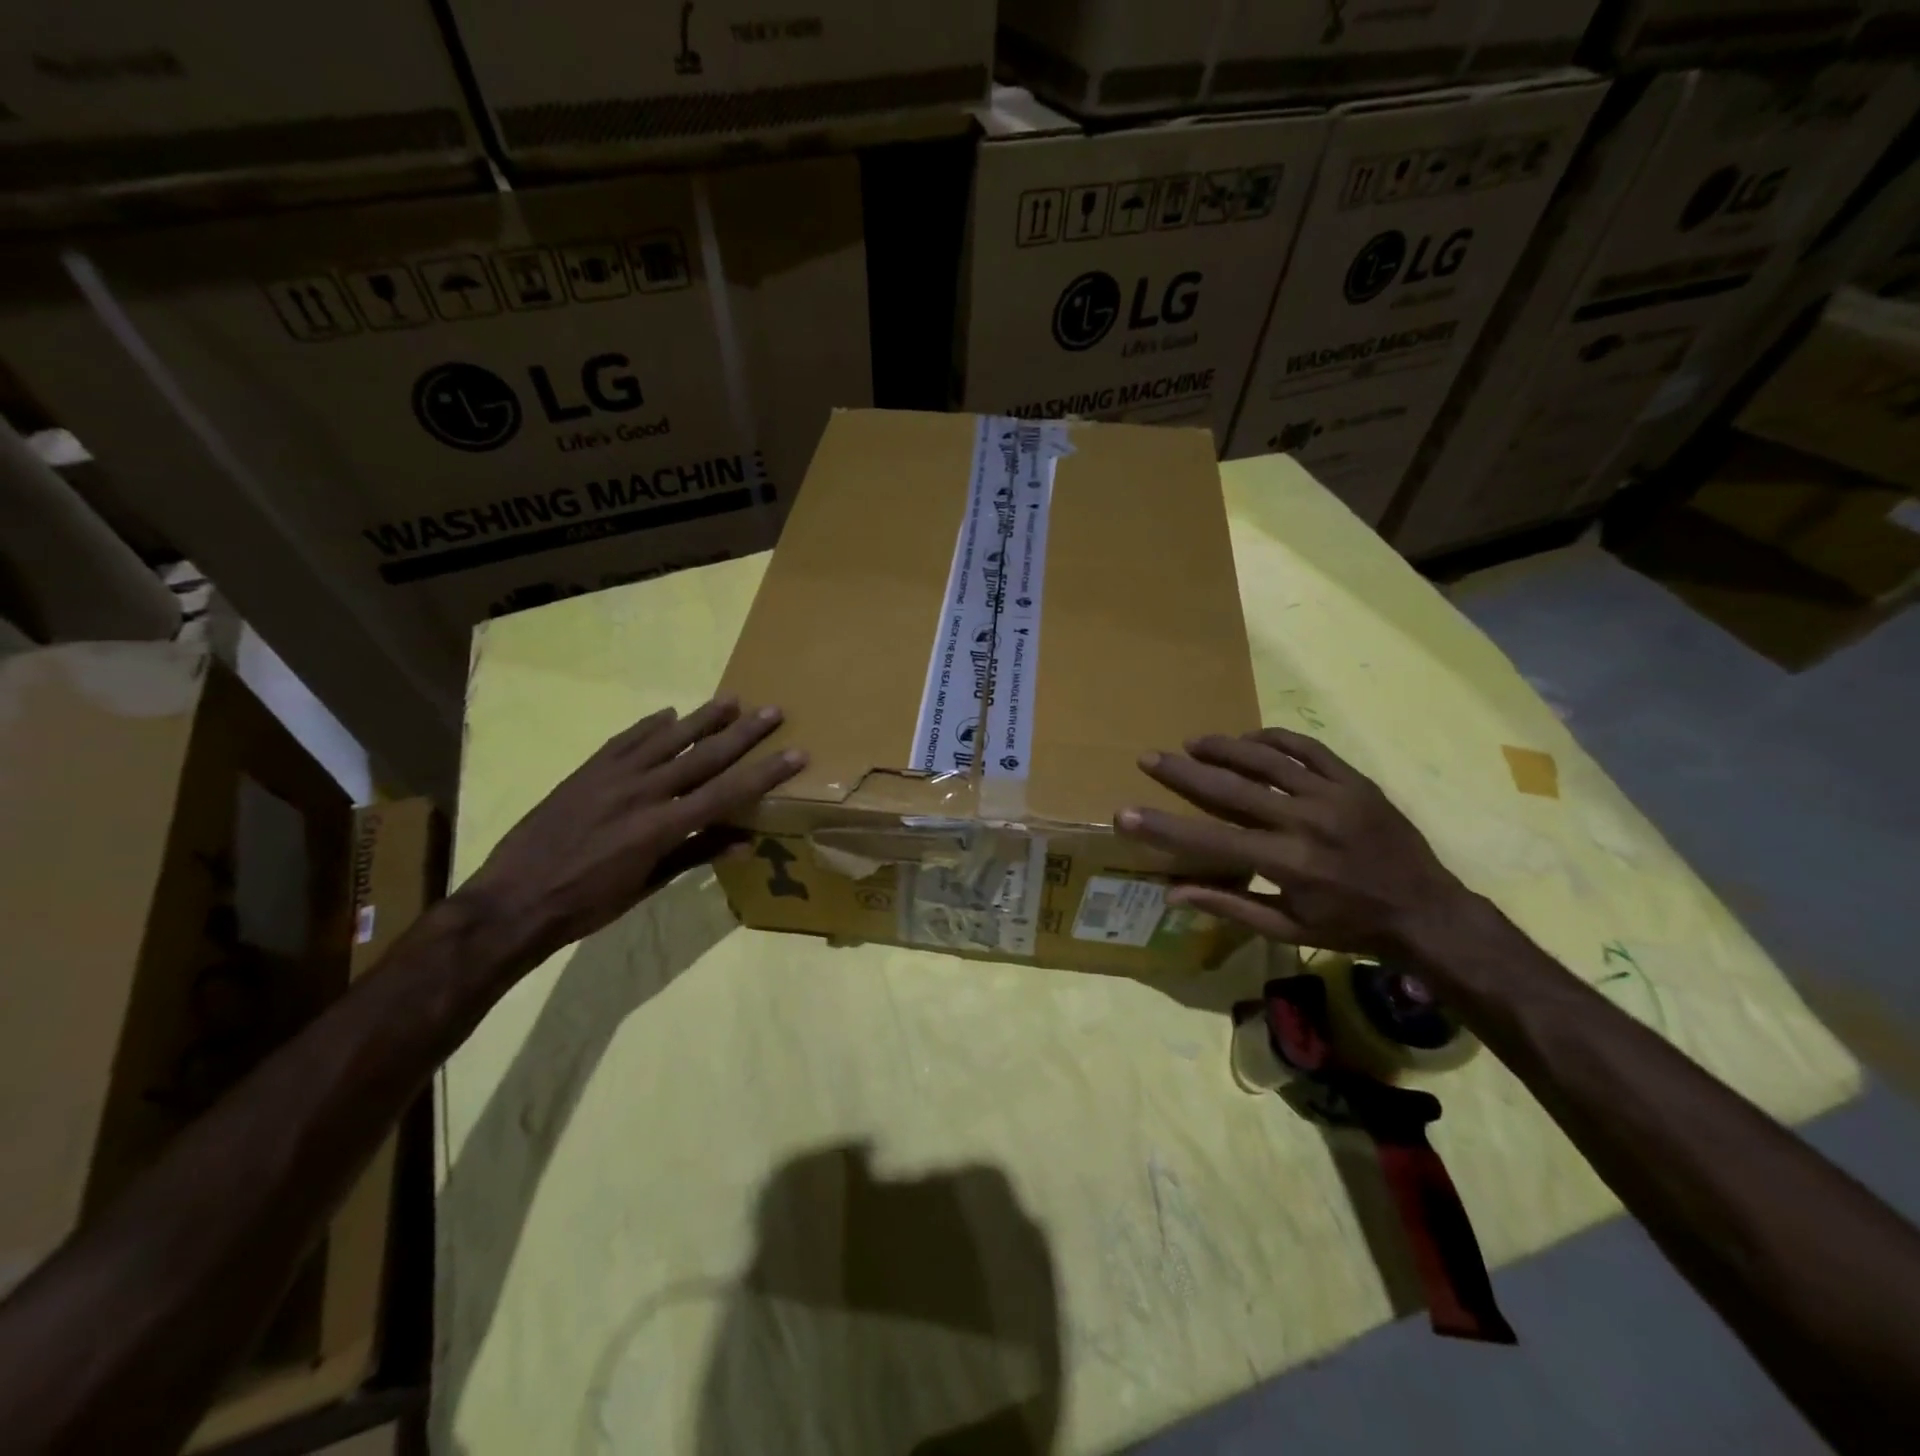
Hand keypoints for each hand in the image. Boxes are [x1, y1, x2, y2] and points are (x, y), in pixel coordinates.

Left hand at [458, 696, 805, 962]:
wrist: (512, 901)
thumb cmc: (587, 905)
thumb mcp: (647, 887)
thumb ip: (695, 856)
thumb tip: (745, 841)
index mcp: (662, 827)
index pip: (727, 792)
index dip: (765, 772)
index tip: (796, 752)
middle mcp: (643, 792)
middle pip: (704, 756)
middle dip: (743, 734)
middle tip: (773, 711)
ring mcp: (612, 777)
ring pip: (667, 739)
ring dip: (702, 718)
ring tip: (731, 700)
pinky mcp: (586, 771)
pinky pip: (625, 740)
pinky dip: (649, 725)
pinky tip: (668, 714)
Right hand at [1115, 726, 1474, 958]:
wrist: (1428, 911)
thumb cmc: (1350, 928)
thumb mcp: (1288, 928)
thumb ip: (1229, 906)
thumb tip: (1172, 893)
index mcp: (1287, 864)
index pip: (1211, 842)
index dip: (1164, 829)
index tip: (1125, 814)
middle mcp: (1306, 823)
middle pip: (1231, 790)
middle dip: (1183, 773)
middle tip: (1149, 758)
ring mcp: (1334, 796)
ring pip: (1267, 760)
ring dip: (1224, 748)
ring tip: (1191, 742)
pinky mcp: (1355, 781)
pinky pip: (1307, 749)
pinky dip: (1273, 740)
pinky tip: (1249, 740)